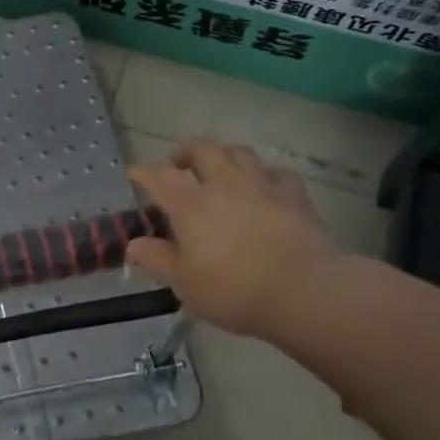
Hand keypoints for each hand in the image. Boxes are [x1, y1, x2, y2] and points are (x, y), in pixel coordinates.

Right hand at [126, 141, 337, 338]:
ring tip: (218, 169)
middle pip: (202, 149)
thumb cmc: (234, 289)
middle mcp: (223, 184)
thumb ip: (157, 259)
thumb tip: (134, 245)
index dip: (143, 173)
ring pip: (239, 152)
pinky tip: (263, 187)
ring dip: (223, 156)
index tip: (134, 174)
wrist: (305, 291)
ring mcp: (262, 185)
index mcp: (190, 204)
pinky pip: (275, 173)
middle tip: (178, 165)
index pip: (159, 176)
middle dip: (185, 152)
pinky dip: (263, 175)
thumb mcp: (184, 283)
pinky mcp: (295, 196)